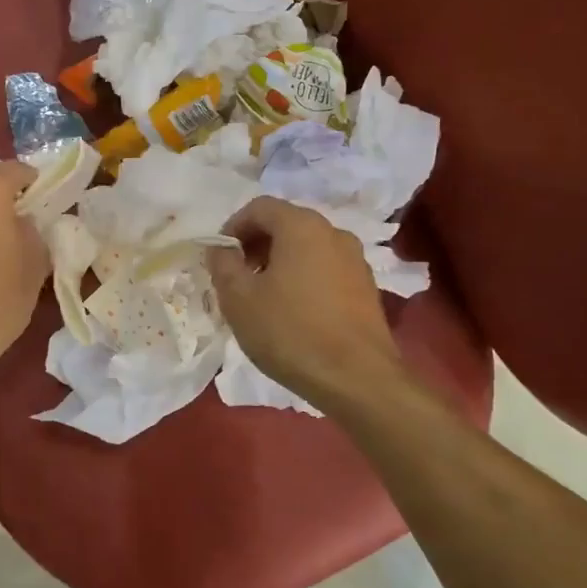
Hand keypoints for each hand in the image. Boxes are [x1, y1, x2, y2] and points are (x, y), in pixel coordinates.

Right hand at [205, 196, 401, 407]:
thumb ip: (222, 264)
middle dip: (255, 245)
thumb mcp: (238, 298)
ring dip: (279, 262)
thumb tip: (221, 248)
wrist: (357, 380)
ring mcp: (355, 260)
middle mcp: (333, 232)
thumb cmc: (290, 332)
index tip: (220, 258)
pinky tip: (293, 312)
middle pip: (285, 224)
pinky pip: (325, 269)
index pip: (259, 207)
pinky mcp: (366, 287)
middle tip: (237, 277)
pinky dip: (303, 278)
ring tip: (262, 297)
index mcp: (301, 226)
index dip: (233, 227)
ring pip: (306, 248)